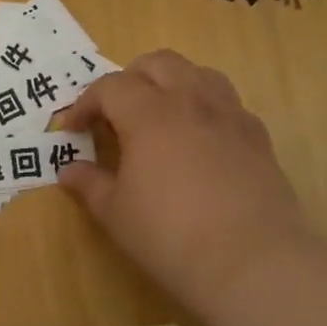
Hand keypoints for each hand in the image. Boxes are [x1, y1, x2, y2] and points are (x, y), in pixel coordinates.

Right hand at [56, 51, 317, 325]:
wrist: (252, 262)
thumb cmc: (170, 236)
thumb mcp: (115, 213)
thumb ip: (89, 184)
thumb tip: (68, 171)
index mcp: (149, 114)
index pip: (110, 87)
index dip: (85, 104)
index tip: (72, 129)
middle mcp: (191, 101)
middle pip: (158, 63)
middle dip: (129, 79)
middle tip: (115, 113)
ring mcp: (230, 116)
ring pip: (198, 73)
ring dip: (171, 84)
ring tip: (158, 116)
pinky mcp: (258, 137)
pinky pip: (227, 103)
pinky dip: (204, 108)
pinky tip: (198, 141)